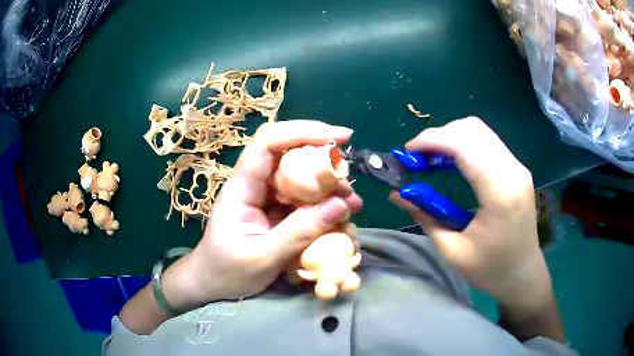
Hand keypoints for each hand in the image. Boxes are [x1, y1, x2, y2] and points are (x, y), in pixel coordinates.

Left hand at [162, 121, 362, 308]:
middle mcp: (255, 185)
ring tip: (352, 203)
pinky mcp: (277, 212)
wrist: (213, 283)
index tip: (341, 137)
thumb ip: (300, 232)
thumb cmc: (227, 271)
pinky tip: (341, 215)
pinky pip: (304, 200)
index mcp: (242, 187)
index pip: (268, 143)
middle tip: (348, 180)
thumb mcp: (263, 256)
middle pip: (289, 155)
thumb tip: (340, 205)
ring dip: (329, 186)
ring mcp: (267, 198)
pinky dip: (325, 205)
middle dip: (324, 161)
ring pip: (301, 178)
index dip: (303, 131)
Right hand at [390, 117, 548, 303]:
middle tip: (419, 157)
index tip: (408, 151)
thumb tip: (398, 194)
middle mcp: (512, 171)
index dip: (433, 140)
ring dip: (451, 137)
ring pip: (480, 131)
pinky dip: (464, 144)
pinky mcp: (517, 168)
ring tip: (432, 158)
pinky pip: (487, 142)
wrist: (522, 272)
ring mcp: (517, 167)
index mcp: (500, 193)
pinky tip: (452, 161)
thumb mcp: (452, 250)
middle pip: (472, 130)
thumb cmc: (490, 268)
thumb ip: (425, 217)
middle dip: (440, 136)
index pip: (465, 146)